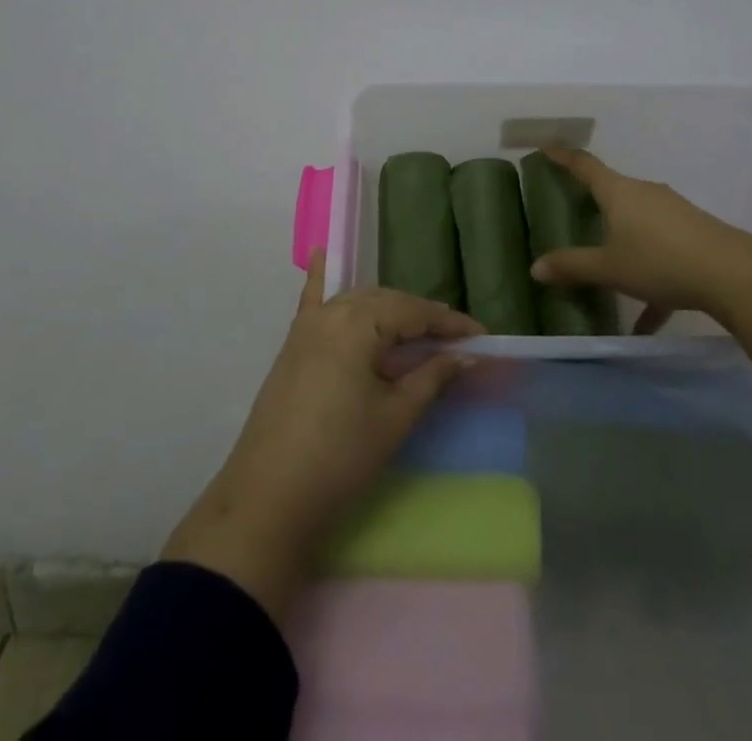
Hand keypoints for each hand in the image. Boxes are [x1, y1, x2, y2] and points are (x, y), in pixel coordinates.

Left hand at [161, 253, 482, 623]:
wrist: (269, 497)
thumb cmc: (341, 455)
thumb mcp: (395, 416)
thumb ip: (432, 378)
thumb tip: (466, 356)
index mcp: (360, 322)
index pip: (415, 312)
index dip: (451, 325)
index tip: (482, 336)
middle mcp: (333, 311)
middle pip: (387, 302)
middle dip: (422, 317)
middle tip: (454, 340)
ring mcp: (308, 325)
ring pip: (358, 302)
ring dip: (389, 309)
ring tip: (417, 327)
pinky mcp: (293, 344)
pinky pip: (312, 300)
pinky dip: (321, 277)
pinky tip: (322, 254)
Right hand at [530, 147, 751, 377]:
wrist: (733, 274)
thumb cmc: (659, 261)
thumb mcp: (609, 268)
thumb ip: (572, 266)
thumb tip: (535, 268)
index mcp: (619, 192)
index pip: (585, 166)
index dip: (563, 156)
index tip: (546, 147)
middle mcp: (645, 193)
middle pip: (613, 191)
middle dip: (594, 201)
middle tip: (573, 209)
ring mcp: (672, 211)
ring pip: (638, 222)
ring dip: (622, 243)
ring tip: (608, 273)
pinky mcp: (694, 233)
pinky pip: (661, 249)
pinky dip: (650, 277)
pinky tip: (647, 320)